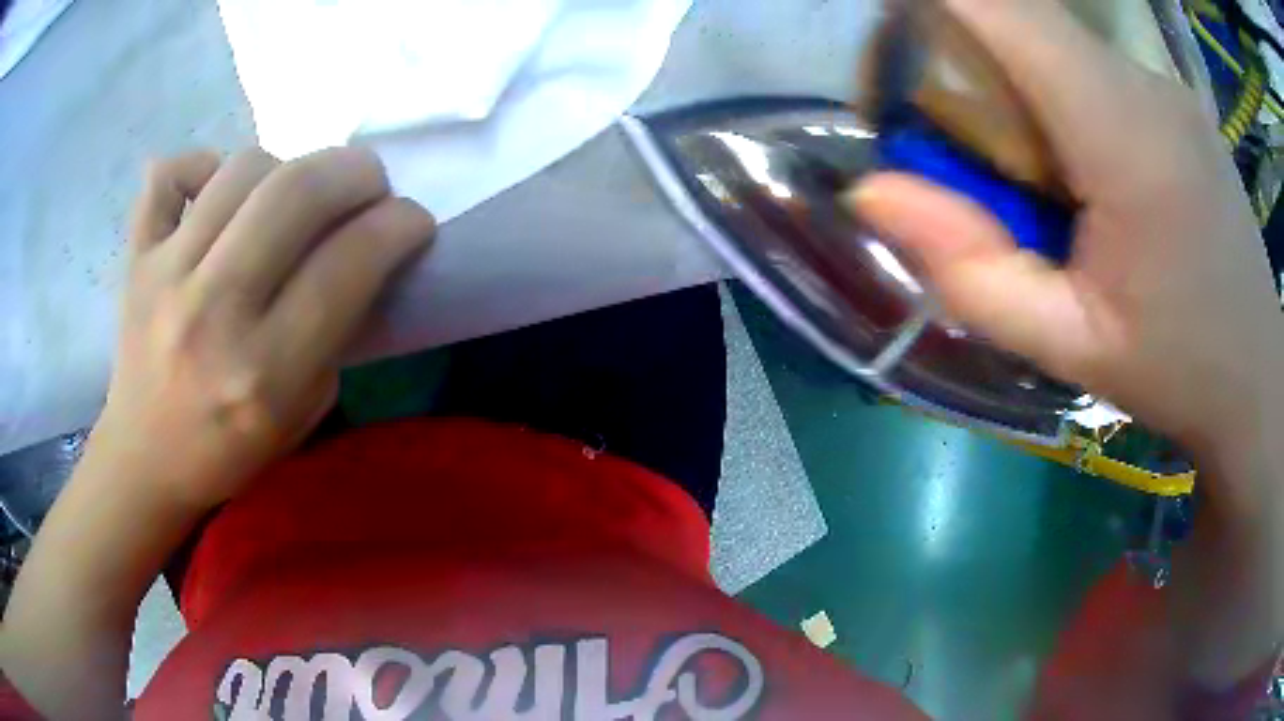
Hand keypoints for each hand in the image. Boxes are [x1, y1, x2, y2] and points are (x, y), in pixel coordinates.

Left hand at [92, 147, 434, 510]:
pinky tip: (215, 191)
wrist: (145, 461)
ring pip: (244, 167)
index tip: (412, 221)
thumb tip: (360, 252)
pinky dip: (202, 165)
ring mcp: (165, 275)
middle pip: (298, 190)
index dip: (399, 225)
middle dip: (357, 171)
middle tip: (369, 185)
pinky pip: (170, 172)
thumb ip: (333, 333)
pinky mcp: (136, 256)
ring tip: (291, 197)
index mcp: (264, 373)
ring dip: (289, 166)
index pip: (348, 263)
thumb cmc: (227, 450)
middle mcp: (213, 313)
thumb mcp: (302, 414)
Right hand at [850, 0, 1283, 456]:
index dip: (931, 4)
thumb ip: (972, 273)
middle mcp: (1147, 85)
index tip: (893, 51)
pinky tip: (1086, 172)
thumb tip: (873, 191)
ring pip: (1057, 41)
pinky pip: (1092, 65)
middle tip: (957, 144)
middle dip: (964, 55)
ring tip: (1033, 176)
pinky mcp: (1177, 99)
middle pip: (1023, 19)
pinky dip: (1060, 94)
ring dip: (1016, 81)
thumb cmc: (1178, 374)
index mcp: (1125, 135)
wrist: (1258, 380)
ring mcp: (1167, 86)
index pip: (1003, 7)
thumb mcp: (1070, 347)